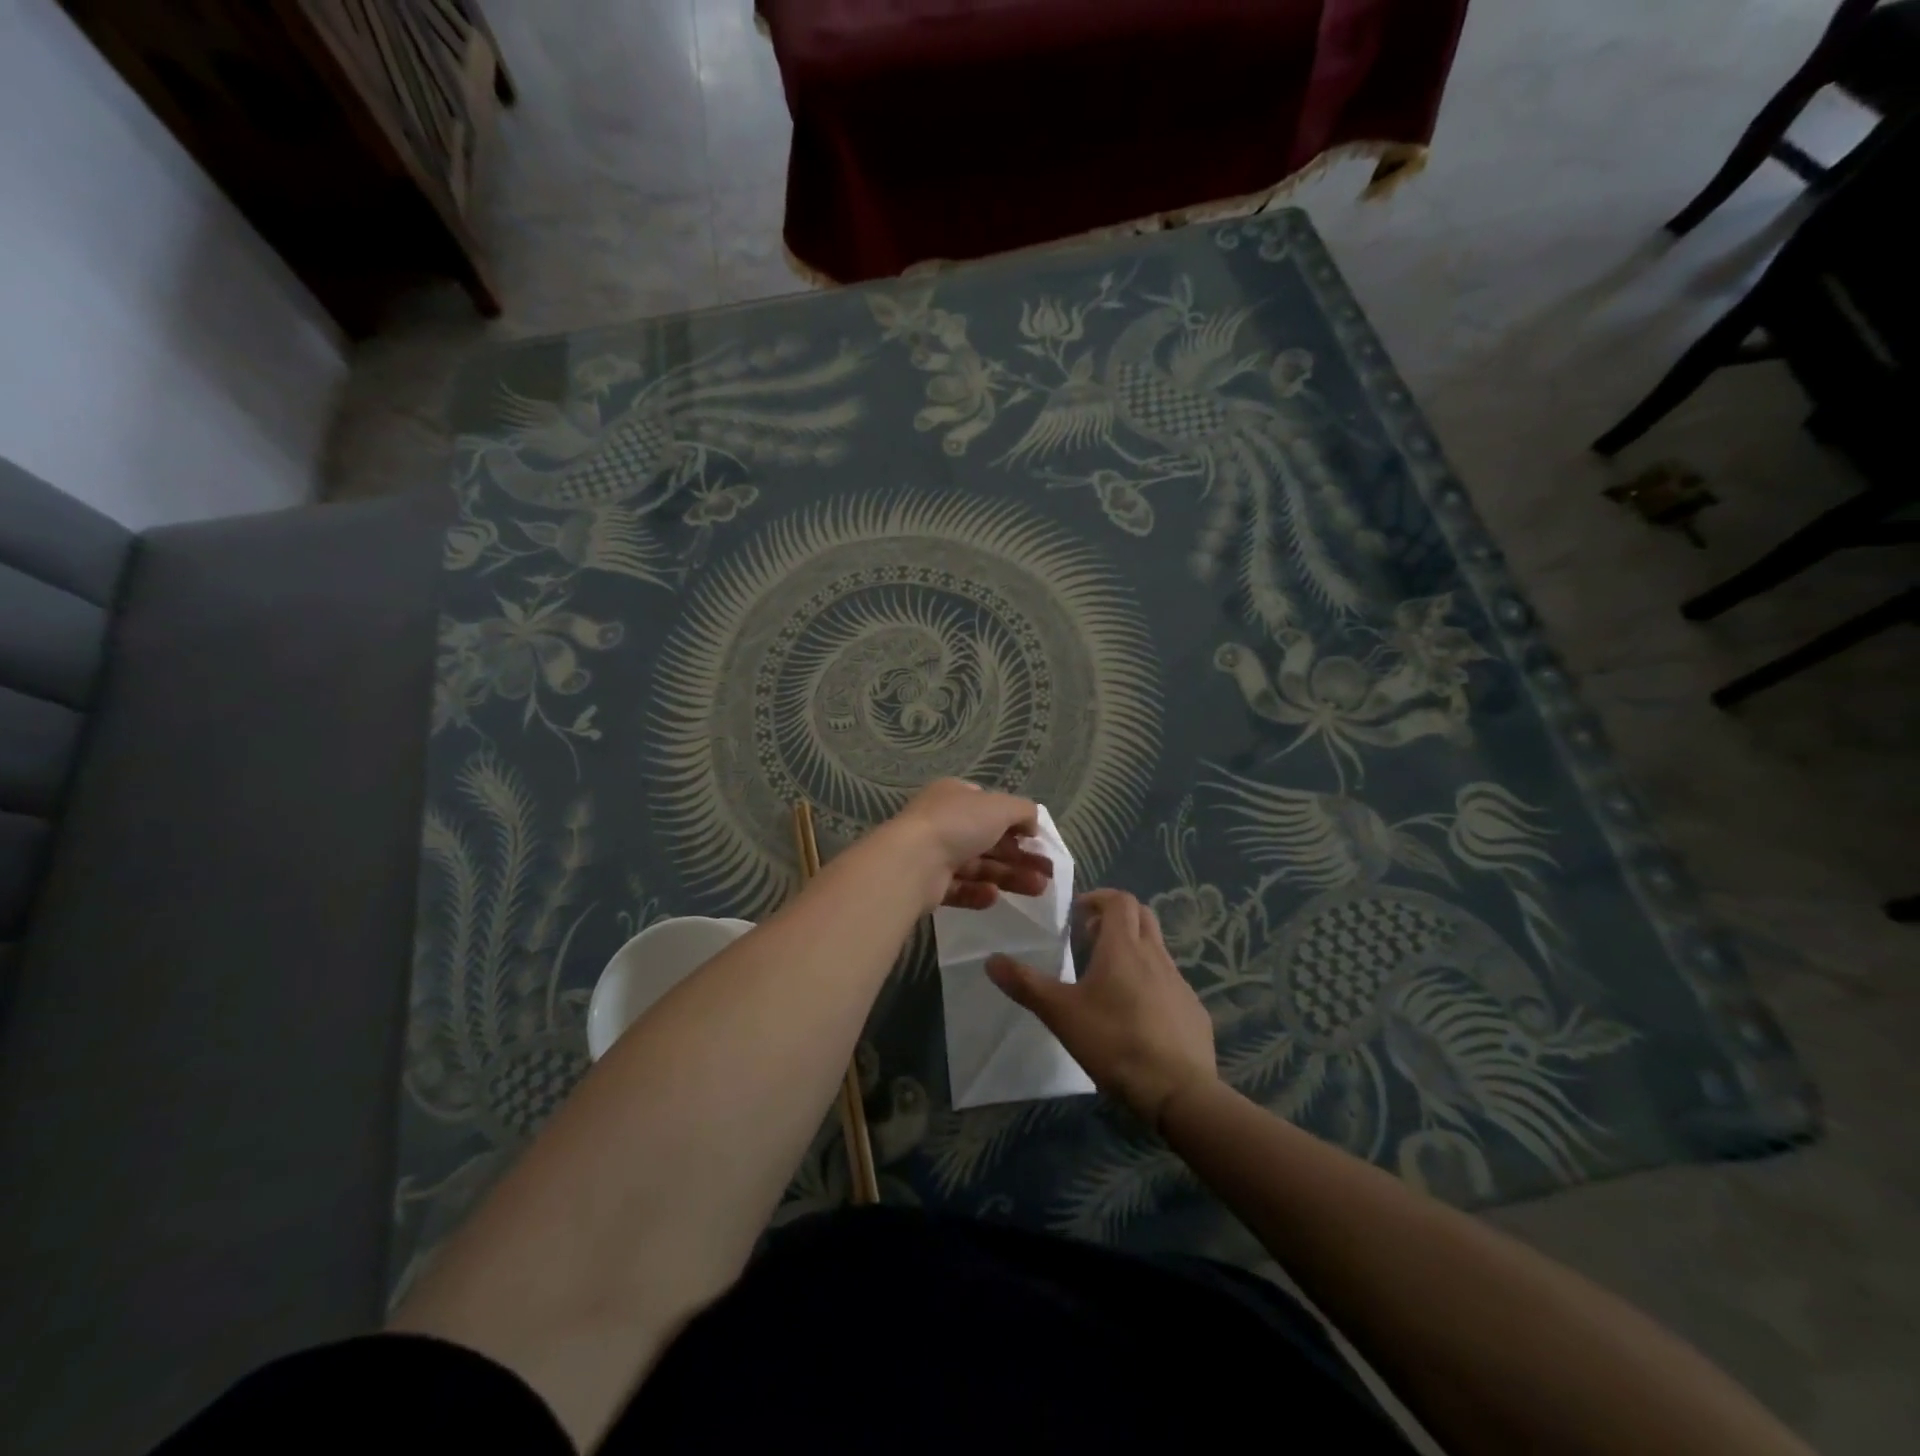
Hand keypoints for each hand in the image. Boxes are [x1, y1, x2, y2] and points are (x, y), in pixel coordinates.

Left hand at [886, 779, 1051, 910]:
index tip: (1037, 841)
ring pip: (979, 866)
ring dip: (1009, 876)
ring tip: (1039, 890)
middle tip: (1048, 873)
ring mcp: (934, 854)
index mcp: (955, 795)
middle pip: (989, 840)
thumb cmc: (958, 823)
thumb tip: (1033, 825)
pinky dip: (979, 893)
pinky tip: (995, 897)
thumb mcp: (1000, 806)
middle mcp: (943, 822)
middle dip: (1020, 856)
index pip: (990, 807)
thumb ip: (1023, 811)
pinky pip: (960, 889)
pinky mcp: (929, 885)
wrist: (913, 861)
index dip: (1015, 823)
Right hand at [987, 889, 1216, 1126]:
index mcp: (1123, 947)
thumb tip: (991, 960)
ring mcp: (1179, 983)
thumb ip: (1026, 984)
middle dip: (1116, 918)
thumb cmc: (1114, 1042)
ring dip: (1133, 950)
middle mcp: (1155, 956)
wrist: (1179, 1091)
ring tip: (1108, 980)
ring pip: (1157, 949)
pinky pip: (1169, 983)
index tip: (1078, 913)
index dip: (1099, 898)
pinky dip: (1151, 982)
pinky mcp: (1193, 1011)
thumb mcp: (1061, 1013)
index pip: (1120, 900)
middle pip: (1142, 916)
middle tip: (1090, 938)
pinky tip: (1136, 1015)